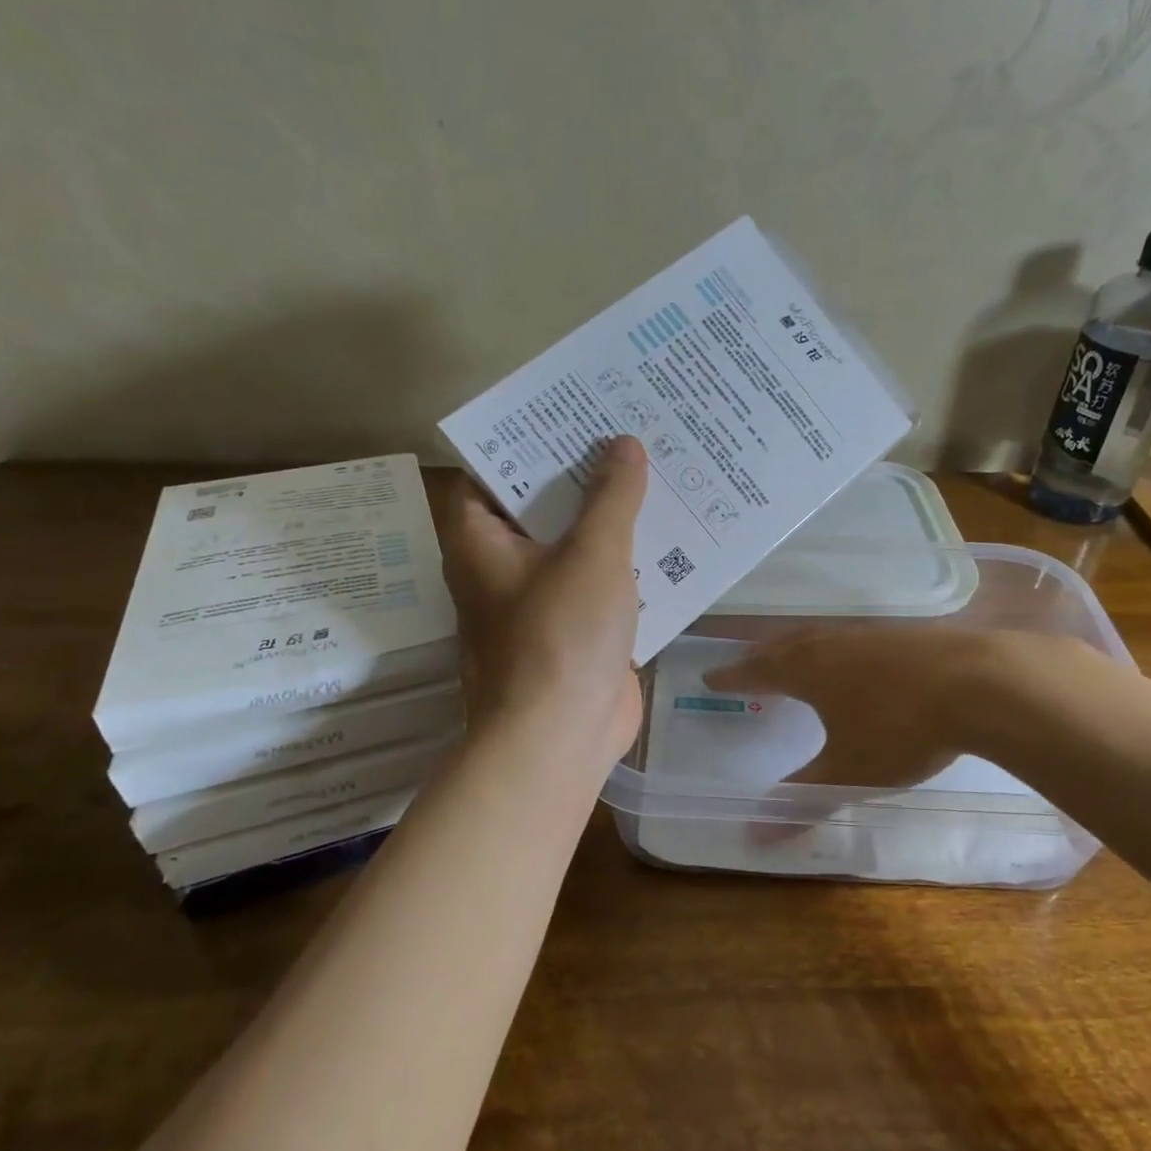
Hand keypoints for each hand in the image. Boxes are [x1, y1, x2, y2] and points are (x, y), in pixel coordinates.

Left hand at [442, 436, 648, 764]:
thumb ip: (611, 496)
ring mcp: (538, 600)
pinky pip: (598, 581)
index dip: (527, 440)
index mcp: (481, 541)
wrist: (561, 738)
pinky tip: (669, 536)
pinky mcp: (573, 629)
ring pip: (573, 543)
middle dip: (581, 474)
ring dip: (608, 517)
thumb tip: (623, 443)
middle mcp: (501, 566)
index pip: (490, 471)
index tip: (570, 413)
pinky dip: (625, 561)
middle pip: (539, 505)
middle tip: (626, 432)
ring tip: (654, 472)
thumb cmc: (560, 636)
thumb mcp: (592, 553)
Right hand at [703, 624, 993, 788]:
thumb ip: (803, 801)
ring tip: (794, 657)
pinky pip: (856, 637)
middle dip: (762, 657)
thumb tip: (754, 838)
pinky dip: (840, 647)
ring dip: (800, 647)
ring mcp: (872, 634)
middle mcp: (833, 644)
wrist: (981, 682)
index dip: (734, 676)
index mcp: (809, 671)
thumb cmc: (900, 730)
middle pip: (786, 645)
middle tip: (747, 664)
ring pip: (822, 636)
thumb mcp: (849, 773)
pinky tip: (858, 658)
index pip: (758, 672)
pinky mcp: (907, 634)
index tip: (711, 676)